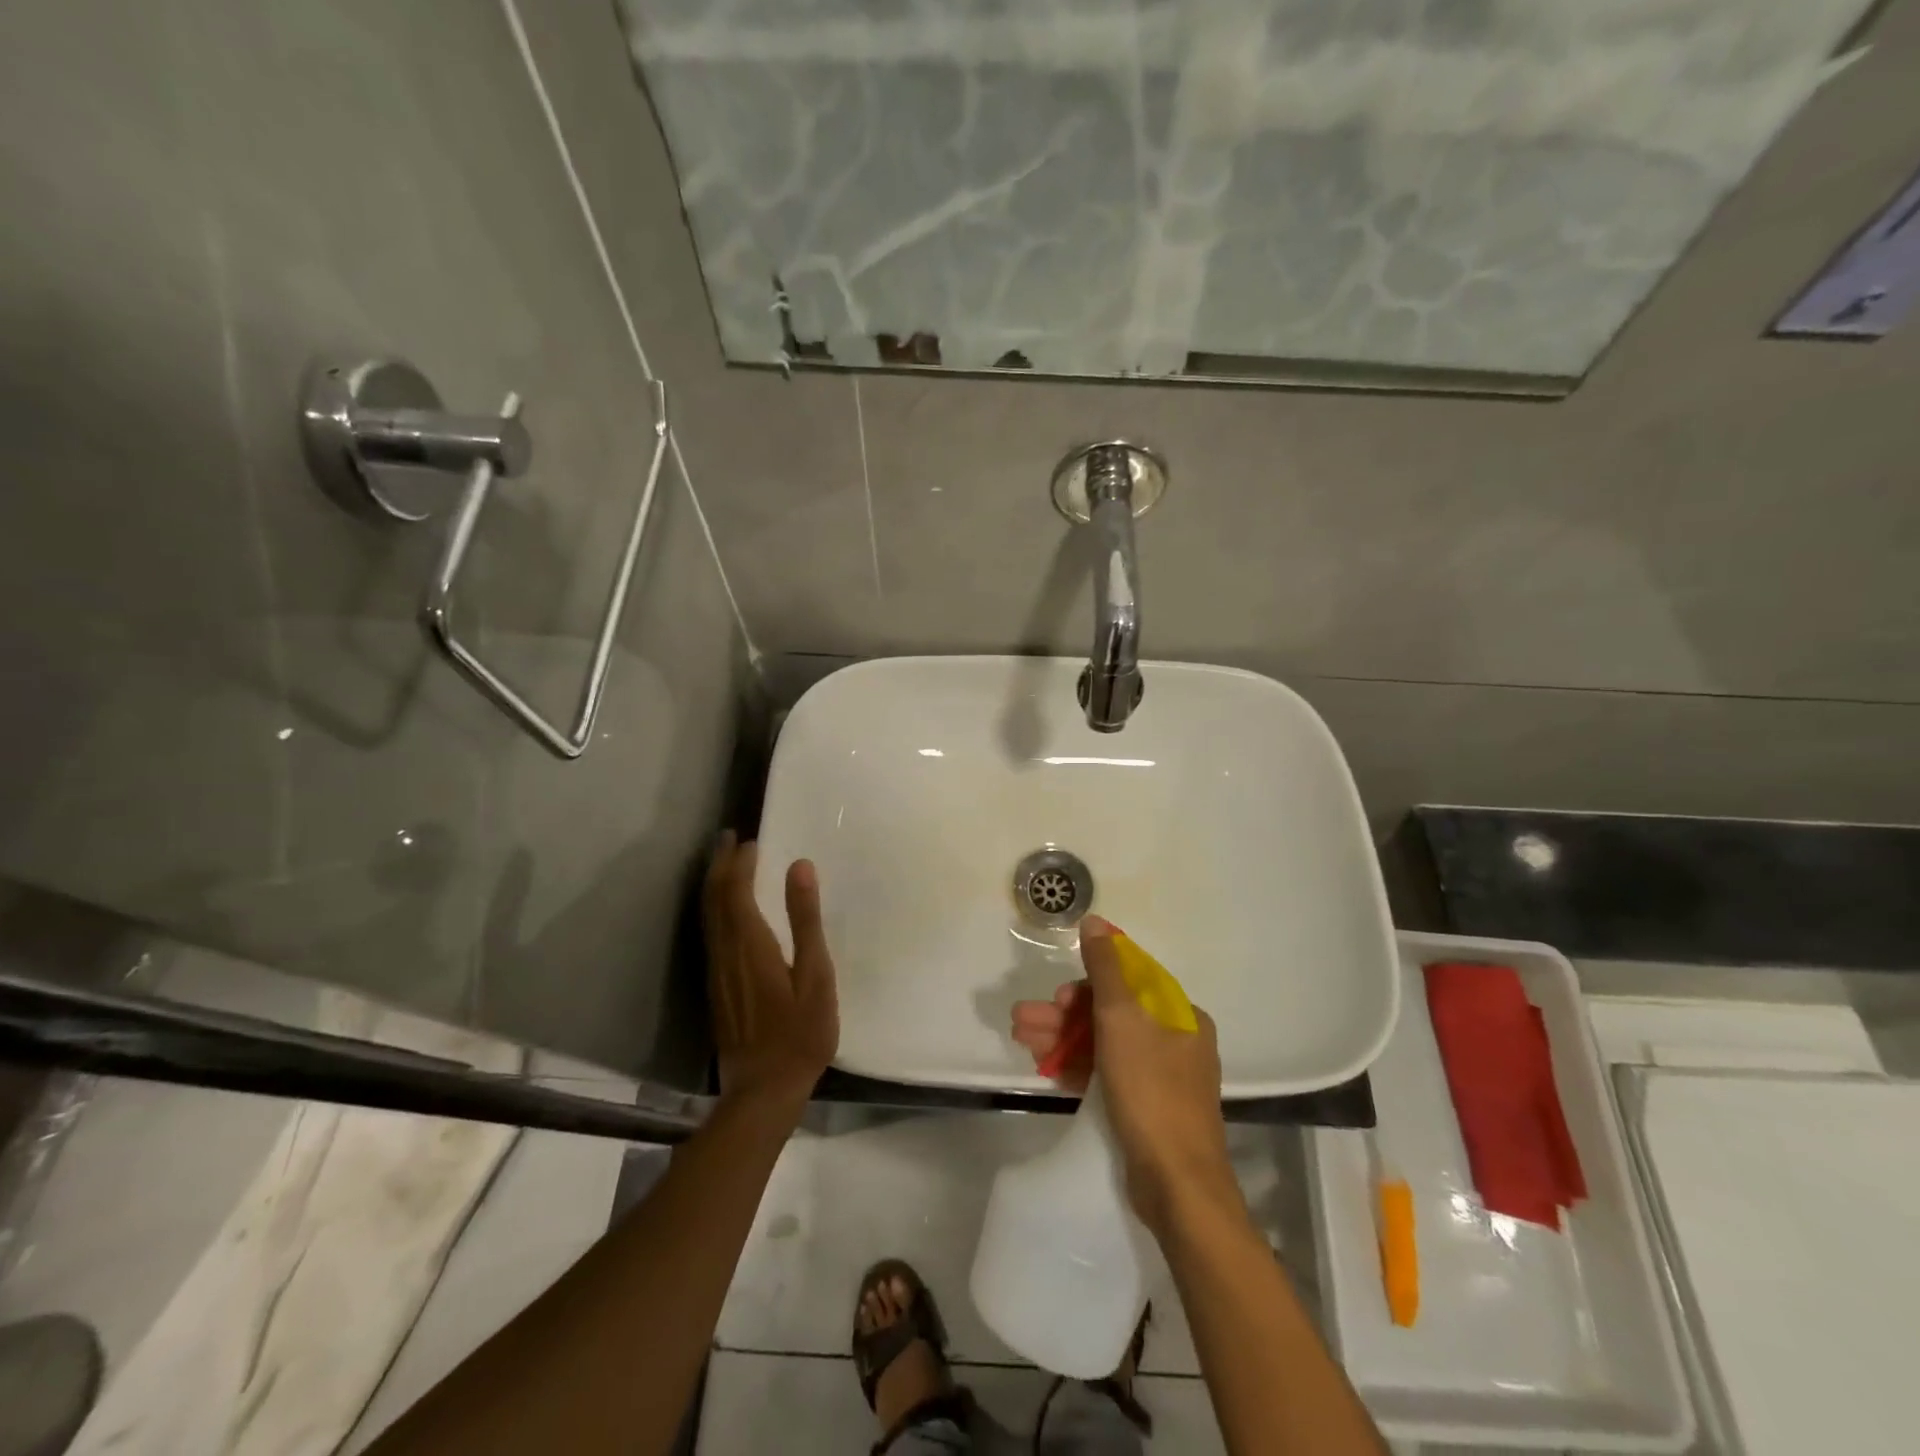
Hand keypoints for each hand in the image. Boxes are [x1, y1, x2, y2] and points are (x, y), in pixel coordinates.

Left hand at [703, 832, 838, 1117]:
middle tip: (731, 837)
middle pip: (714, 898)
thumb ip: (806, 920)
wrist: (763, 1090)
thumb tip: (799, 867)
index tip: (752, 840)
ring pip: (707, 915)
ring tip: (725, 861)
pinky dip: (715, 907)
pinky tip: (726, 908)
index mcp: (750, 944)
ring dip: (714, 883)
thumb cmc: (800, 1033)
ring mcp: (716, 970)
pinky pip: (710, 932)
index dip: (741, 862)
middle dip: (721, 864)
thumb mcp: (816, 975)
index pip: (736, 890)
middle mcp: (725, 951)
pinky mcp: (716, 986)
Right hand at [1011, 916, 1235, 1233]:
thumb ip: (1105, 968)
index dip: (1089, 983)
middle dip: (1064, 1014)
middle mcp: (1175, 1042)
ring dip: (1062, 1039)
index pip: (1129, 982)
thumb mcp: (1122, 1020)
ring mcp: (1161, 1079)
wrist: (1178, 1188)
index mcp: (1181, 1015)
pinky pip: (1106, 1075)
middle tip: (1024, 1019)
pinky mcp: (1145, 1110)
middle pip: (1111, 1014)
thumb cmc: (1151, 1091)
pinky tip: (1043, 1067)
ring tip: (1021, 1038)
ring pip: (1104, 1045)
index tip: (1059, 994)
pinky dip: (1076, 1068)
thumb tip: (1095, 921)